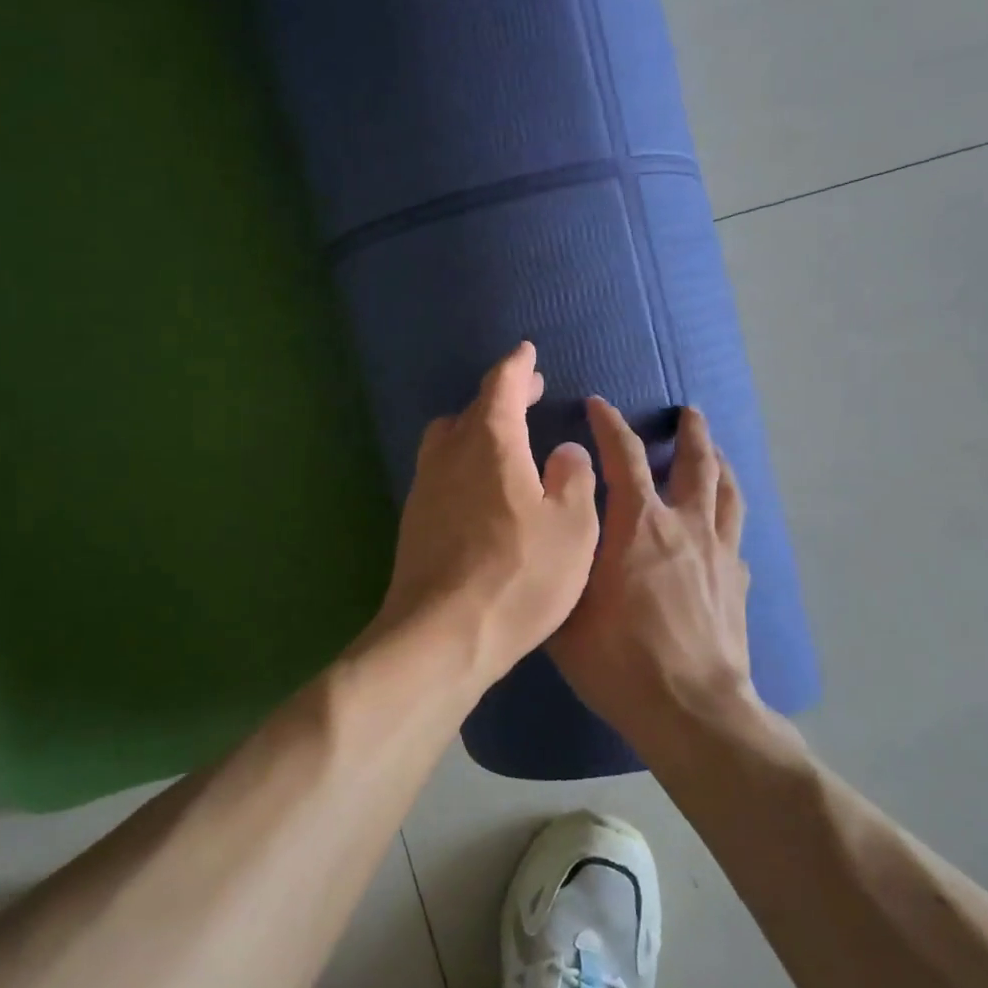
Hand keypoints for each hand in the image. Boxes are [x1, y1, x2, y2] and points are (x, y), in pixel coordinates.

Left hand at [372, 342, 598, 681]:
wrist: (442, 635)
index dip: (517, 366)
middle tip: (527, 395)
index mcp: (489, 442)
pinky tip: (482, 492)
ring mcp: (425, 488)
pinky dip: (463, 465)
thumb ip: (573, 479)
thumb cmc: (519, 576)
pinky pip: (440, 473)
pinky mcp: (414, 521)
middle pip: (471, 409)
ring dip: (476, 430)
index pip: (500, 385)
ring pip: (448, 440)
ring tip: (505, 443)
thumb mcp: (571, 527)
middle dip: (501, 397)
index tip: (527, 352)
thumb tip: (564, 452)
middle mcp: (449, 455)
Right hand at [551, 399, 764, 738]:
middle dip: (690, 432)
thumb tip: (550, 529)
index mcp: (638, 525)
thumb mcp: (565, 610)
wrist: (692, 709)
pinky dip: (725, 518)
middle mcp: (684, 526)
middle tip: (687, 412)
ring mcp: (719, 554)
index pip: (624, 456)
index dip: (609, 425)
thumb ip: (559, 563)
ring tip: (715, 450)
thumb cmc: (619, 659)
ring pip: (727, 492)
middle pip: (696, 463)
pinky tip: (720, 527)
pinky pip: (735, 535)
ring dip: (720, 463)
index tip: (598, 405)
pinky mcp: (738, 583)